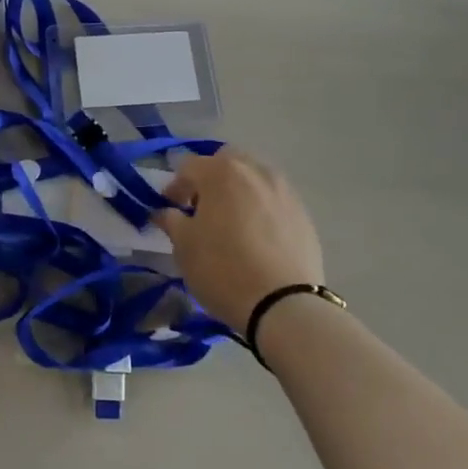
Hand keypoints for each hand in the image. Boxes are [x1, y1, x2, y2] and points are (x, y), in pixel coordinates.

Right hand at [154, 150, 323, 331]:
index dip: (175, 186)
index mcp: (220, 172)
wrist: (285, 306)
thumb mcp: (185, 247)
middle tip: (202, 208)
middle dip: (210, 178)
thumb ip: (171, 221)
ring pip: (253, 177)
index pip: (188, 167)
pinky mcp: (303, 213)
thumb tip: (164, 212)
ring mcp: (283, 189)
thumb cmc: (223, 269)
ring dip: (238, 190)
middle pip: (225, 162)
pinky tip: (257, 235)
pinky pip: (274, 199)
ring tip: (232, 221)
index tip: (170, 208)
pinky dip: (261, 207)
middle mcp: (254, 170)